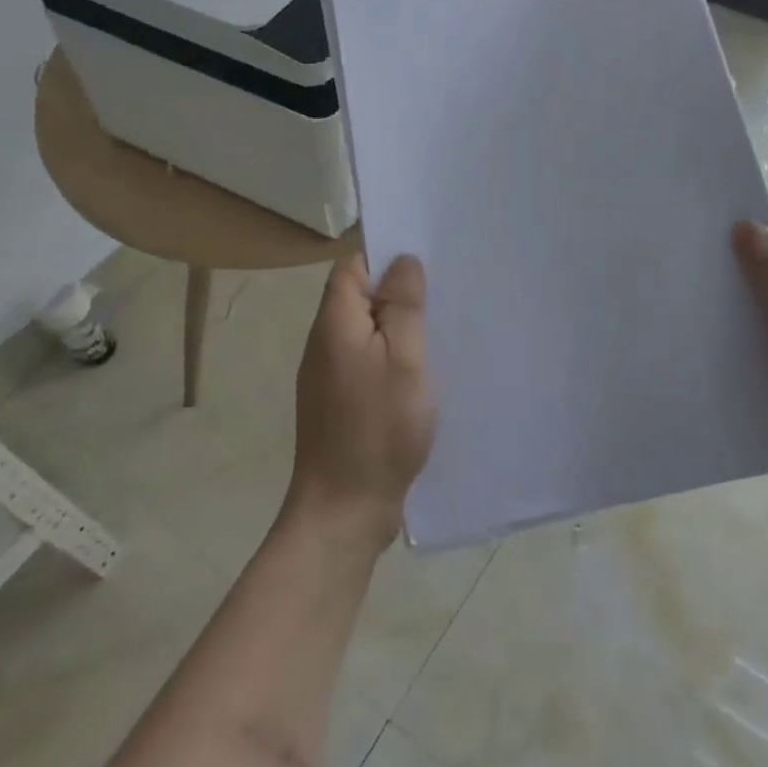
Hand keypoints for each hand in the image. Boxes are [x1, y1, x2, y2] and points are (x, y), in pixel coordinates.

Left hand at [287, 254, 435, 548]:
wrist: (345, 509)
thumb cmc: (379, 428)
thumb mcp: (404, 359)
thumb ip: (402, 306)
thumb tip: (402, 261)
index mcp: (335, 323)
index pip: (352, 267)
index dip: (385, 257)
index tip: (426, 261)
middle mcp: (324, 343)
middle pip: (359, 297)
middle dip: (398, 292)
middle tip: (443, 294)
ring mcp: (329, 375)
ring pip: (366, 331)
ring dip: (397, 327)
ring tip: (439, 328)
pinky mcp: (340, 402)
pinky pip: (367, 361)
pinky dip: (392, 357)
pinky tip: (422, 370)